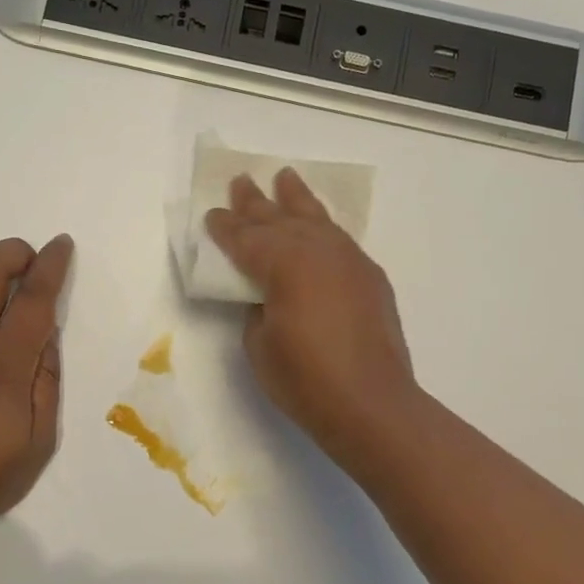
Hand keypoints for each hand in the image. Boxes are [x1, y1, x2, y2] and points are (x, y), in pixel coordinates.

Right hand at [206, 171, 416, 461]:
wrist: (372, 404)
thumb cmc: (305, 380)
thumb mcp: (259, 345)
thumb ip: (257, 308)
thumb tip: (266, 295)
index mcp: (284, 264)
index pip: (246, 239)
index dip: (225, 227)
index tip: (211, 215)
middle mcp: (318, 251)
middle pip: (280, 219)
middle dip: (256, 203)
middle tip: (241, 181)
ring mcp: (349, 261)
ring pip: (317, 220)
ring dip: (297, 200)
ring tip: (285, 178)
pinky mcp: (370, 277)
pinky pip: (340, 239)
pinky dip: (323, 226)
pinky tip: (318, 224)